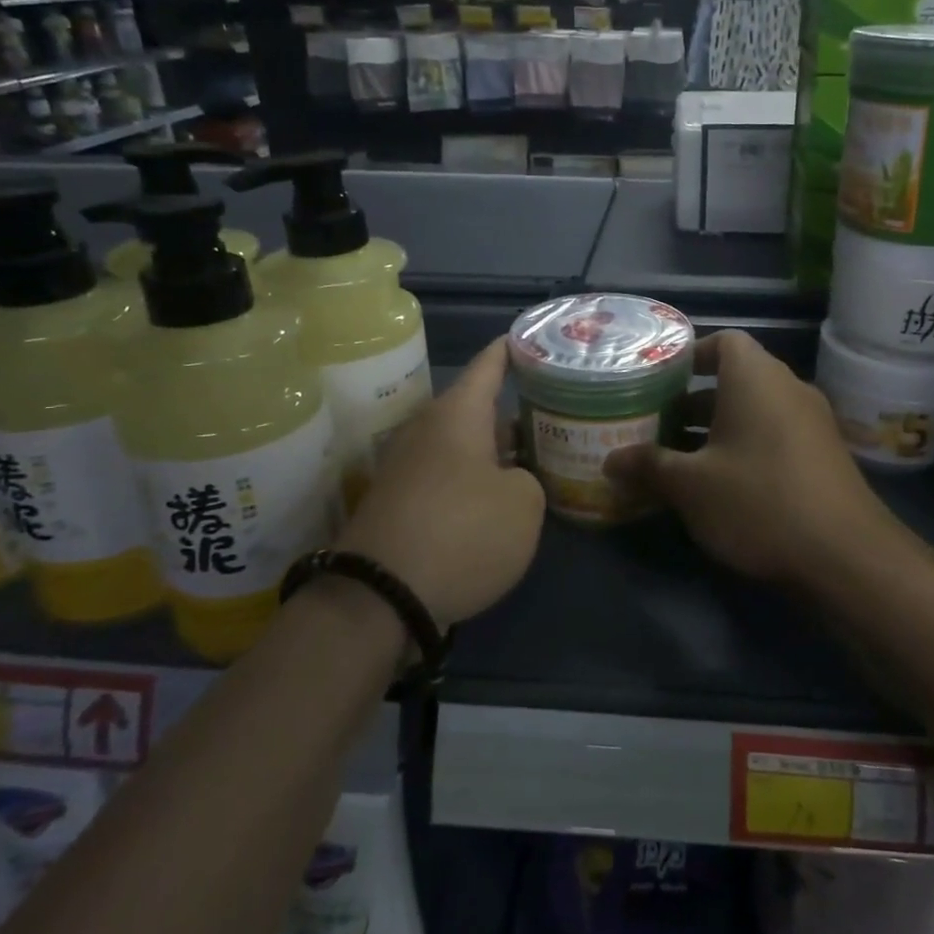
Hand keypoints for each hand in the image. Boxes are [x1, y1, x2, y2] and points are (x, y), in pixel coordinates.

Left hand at [336, 339, 544, 623]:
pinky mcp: (400, 502)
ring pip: (463, 444)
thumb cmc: (461, 534)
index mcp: (458, 414)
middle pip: (478, 408)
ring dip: (496, 450)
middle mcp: (427, 430)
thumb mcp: (523, 505)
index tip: (533, 336)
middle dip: (515, 411)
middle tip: (555, 413)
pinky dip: (475, 480)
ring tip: (536, 459)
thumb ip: (529, 480)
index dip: (513, 349)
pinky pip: (448, 476)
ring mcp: (408, 467)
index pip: (489, 364)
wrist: (379, 597)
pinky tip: (501, 500)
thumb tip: (509, 480)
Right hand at [604, 330, 894, 584]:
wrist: (846, 555)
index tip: (658, 380)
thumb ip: (648, 466)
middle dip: (693, 400)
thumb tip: (610, 461)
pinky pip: (774, 435)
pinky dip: (745, 447)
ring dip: (717, 428)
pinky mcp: (823, 455)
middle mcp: (787, 388)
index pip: (724, 341)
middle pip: (735, 378)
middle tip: (655, 423)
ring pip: (754, 411)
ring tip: (677, 457)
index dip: (690, 355)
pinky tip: (719, 485)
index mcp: (755, 377)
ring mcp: (811, 422)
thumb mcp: (691, 486)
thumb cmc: (759, 501)